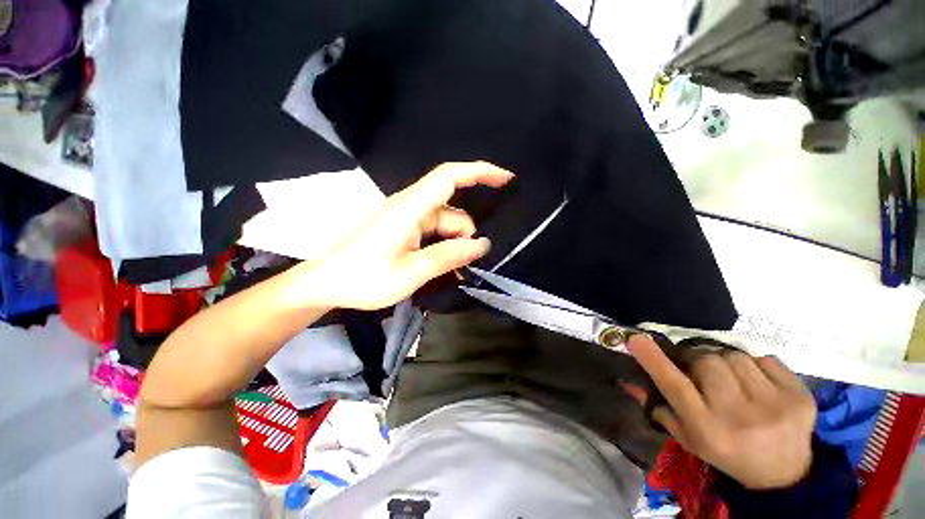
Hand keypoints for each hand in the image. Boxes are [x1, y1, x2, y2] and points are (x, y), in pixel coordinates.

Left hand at [299, 161, 513, 309]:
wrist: (326, 283)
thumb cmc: (364, 278)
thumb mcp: (411, 272)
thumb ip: (448, 256)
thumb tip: (482, 245)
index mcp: (410, 208)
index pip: (449, 177)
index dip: (479, 172)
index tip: (506, 179)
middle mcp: (411, 207)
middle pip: (452, 211)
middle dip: (466, 235)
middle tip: (467, 265)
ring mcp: (407, 219)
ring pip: (445, 224)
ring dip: (455, 245)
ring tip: (454, 272)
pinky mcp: (404, 230)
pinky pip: (434, 233)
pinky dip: (444, 247)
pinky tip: (446, 267)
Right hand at [624, 335, 816, 489]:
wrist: (786, 474)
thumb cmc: (728, 454)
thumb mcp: (689, 438)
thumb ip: (659, 407)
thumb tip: (628, 380)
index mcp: (708, 430)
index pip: (675, 386)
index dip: (654, 360)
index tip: (636, 339)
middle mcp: (739, 417)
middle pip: (706, 362)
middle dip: (697, 359)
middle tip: (699, 369)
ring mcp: (775, 405)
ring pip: (734, 356)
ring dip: (725, 361)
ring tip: (730, 378)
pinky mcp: (800, 395)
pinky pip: (764, 358)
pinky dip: (754, 365)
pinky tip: (757, 383)